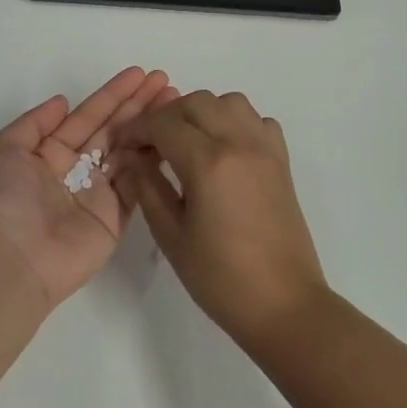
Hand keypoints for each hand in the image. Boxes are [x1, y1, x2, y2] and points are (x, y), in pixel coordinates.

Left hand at [0, 67, 177, 309]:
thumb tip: (63, 101)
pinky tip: (170, 137)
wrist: (14, 261)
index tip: (139, 74)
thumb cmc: (5, 201)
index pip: (88, 115)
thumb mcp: (3, 150)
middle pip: (113, 129)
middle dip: (138, 104)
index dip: (113, 94)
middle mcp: (76, 168)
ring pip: (130, 151)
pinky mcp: (116, 217)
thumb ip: (35, 122)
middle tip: (166, 81)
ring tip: (176, 101)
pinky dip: (153, 161)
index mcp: (50, 151)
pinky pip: (138, 183)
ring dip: (151, 126)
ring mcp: (98, 193)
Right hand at [115, 90, 328, 348]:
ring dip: (201, 113)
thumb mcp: (172, 236)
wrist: (284, 305)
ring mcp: (265, 149)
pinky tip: (223, 151)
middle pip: (195, 102)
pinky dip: (235, 123)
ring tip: (186, 144)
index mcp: (208, 163)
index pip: (163, 124)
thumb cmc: (221, 278)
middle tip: (150, 146)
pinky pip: (257, 121)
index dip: (136, 129)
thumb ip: (148, 188)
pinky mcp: (282, 161)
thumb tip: (131, 158)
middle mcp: (239, 143)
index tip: (123, 146)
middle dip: (165, 117)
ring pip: (229, 102)